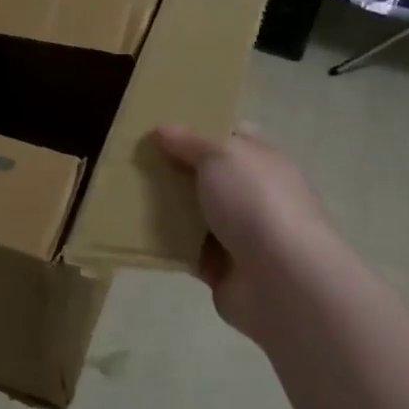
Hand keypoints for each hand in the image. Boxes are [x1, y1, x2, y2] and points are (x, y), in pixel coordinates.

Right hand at [152, 124, 348, 344]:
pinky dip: (166, 243)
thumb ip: (189, 142)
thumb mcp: (220, 156)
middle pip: (209, 175)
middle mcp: (254, 195)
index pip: (233, 135)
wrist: (282, 280)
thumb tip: (163, 128)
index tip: (163, 127)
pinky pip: (187, 249)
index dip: (201, 128)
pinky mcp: (223, 268)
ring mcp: (241, 233)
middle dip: (175, 168)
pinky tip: (135, 231)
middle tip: (135, 158)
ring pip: (195, 212)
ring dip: (167, 207)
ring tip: (126, 192)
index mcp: (263, 161)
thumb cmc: (255, 202)